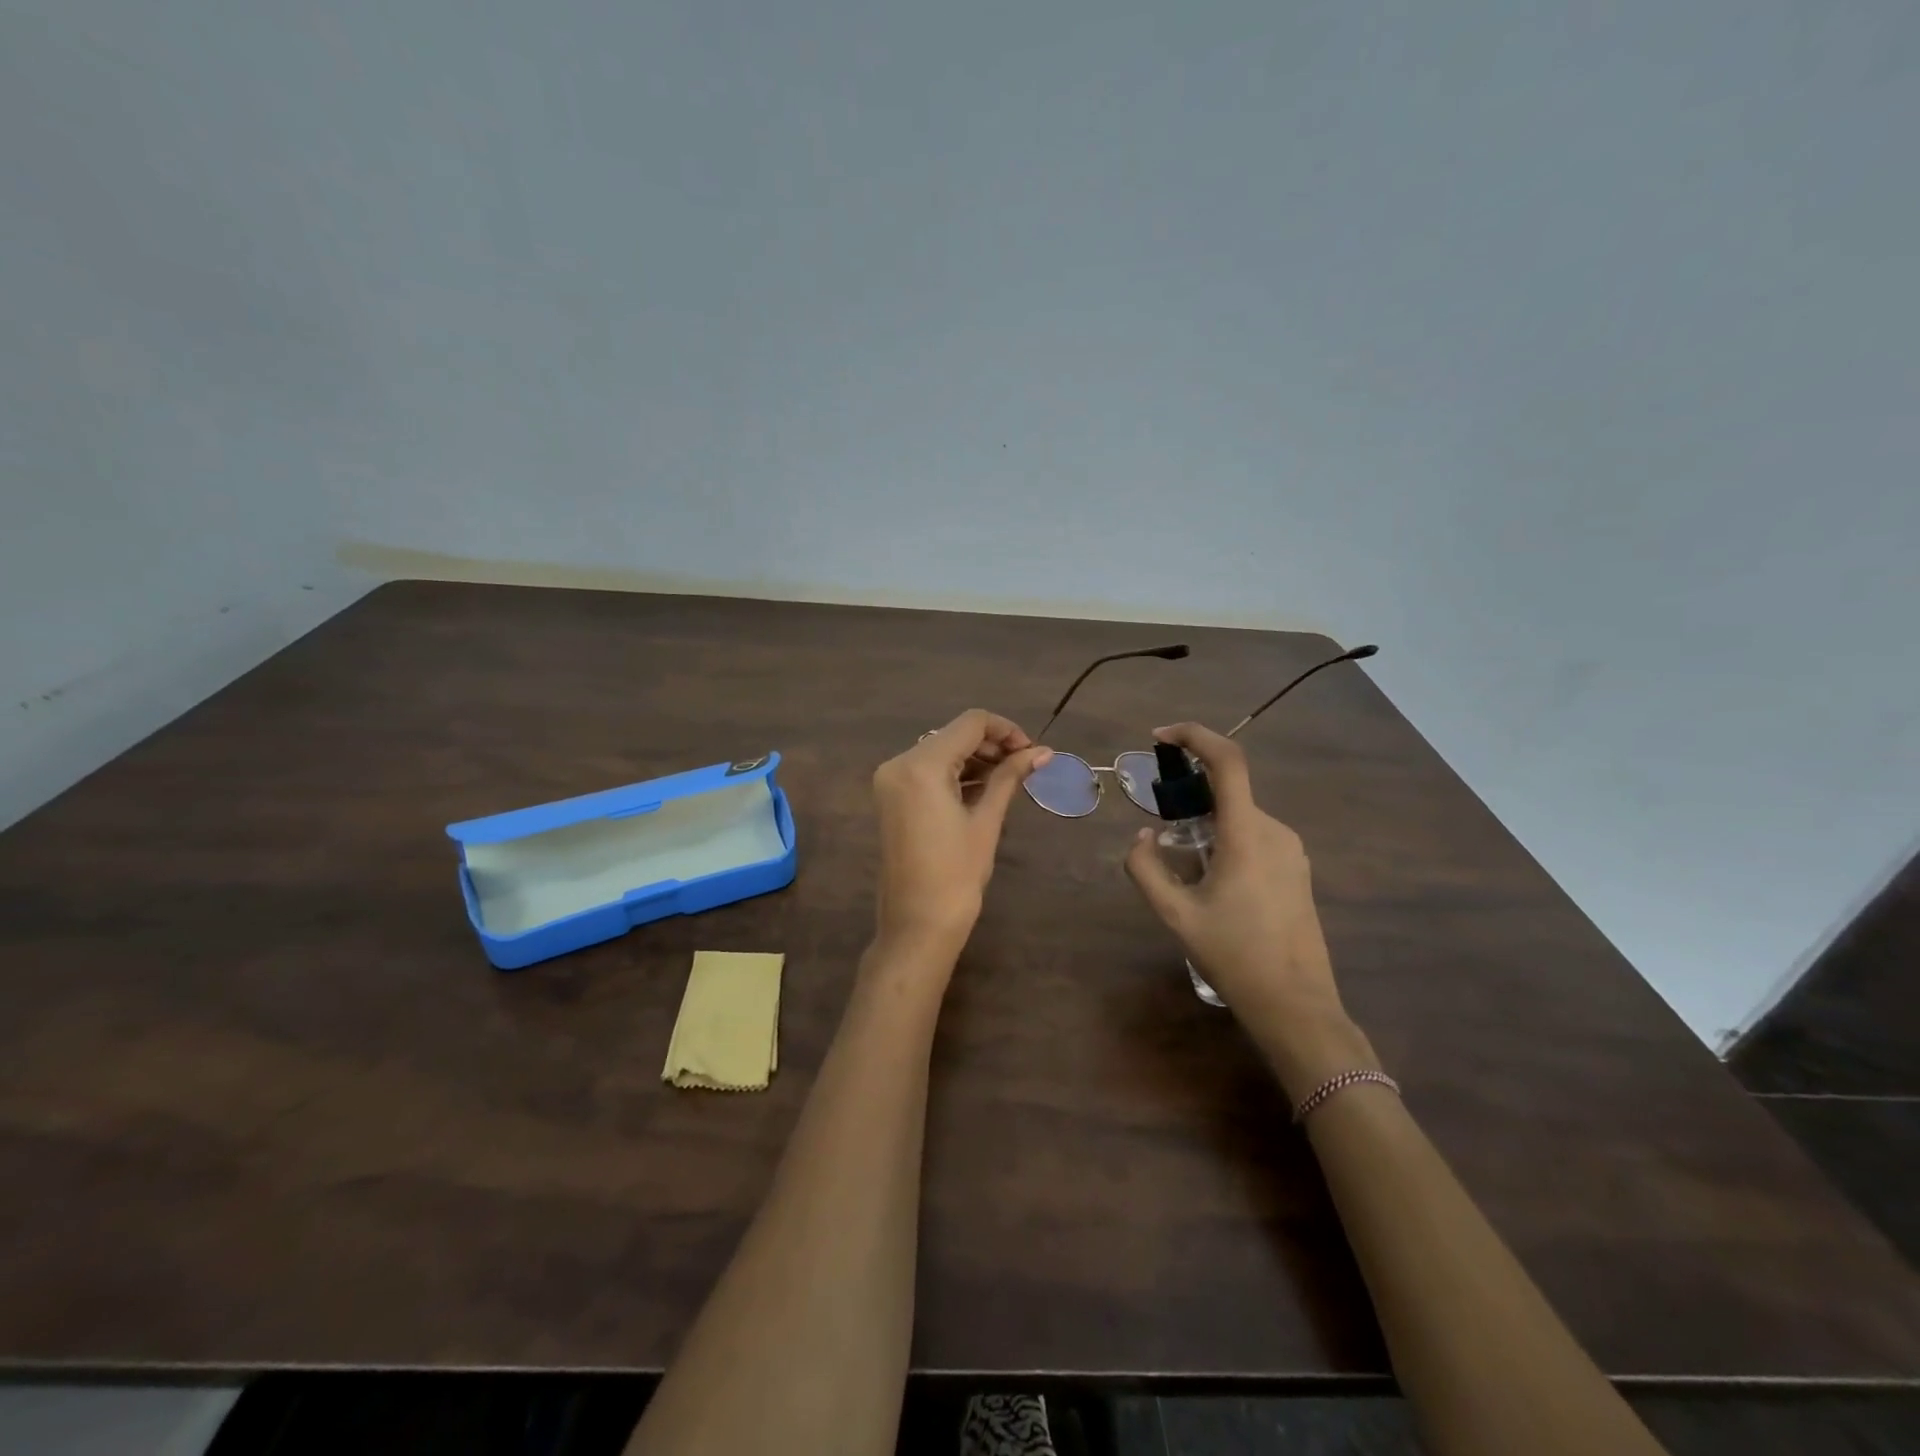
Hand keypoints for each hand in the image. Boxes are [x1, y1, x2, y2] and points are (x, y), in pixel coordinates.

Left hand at [870, 709, 1051, 961]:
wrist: (917, 924)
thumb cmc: (956, 875)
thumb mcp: (986, 821)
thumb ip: (1010, 777)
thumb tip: (1042, 751)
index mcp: (921, 765)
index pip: (970, 723)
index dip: (1006, 730)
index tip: (1032, 750)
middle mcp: (899, 763)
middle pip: (953, 735)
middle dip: (991, 744)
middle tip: (1026, 765)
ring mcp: (891, 781)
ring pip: (941, 751)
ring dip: (975, 758)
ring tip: (1009, 778)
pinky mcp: (891, 797)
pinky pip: (927, 771)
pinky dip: (955, 774)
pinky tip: (984, 788)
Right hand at [1124, 722, 1374, 1098]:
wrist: (1295, 1005)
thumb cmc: (1234, 956)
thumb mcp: (1175, 914)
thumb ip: (1146, 868)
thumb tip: (1142, 838)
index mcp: (1246, 834)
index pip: (1227, 761)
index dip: (1194, 736)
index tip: (1159, 737)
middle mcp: (1274, 831)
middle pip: (1228, 790)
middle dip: (1190, 795)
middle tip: (1160, 824)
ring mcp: (1292, 850)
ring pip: (1240, 816)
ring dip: (1207, 823)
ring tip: (1184, 867)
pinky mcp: (1298, 869)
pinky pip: (1255, 836)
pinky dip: (1226, 839)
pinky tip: (1213, 882)